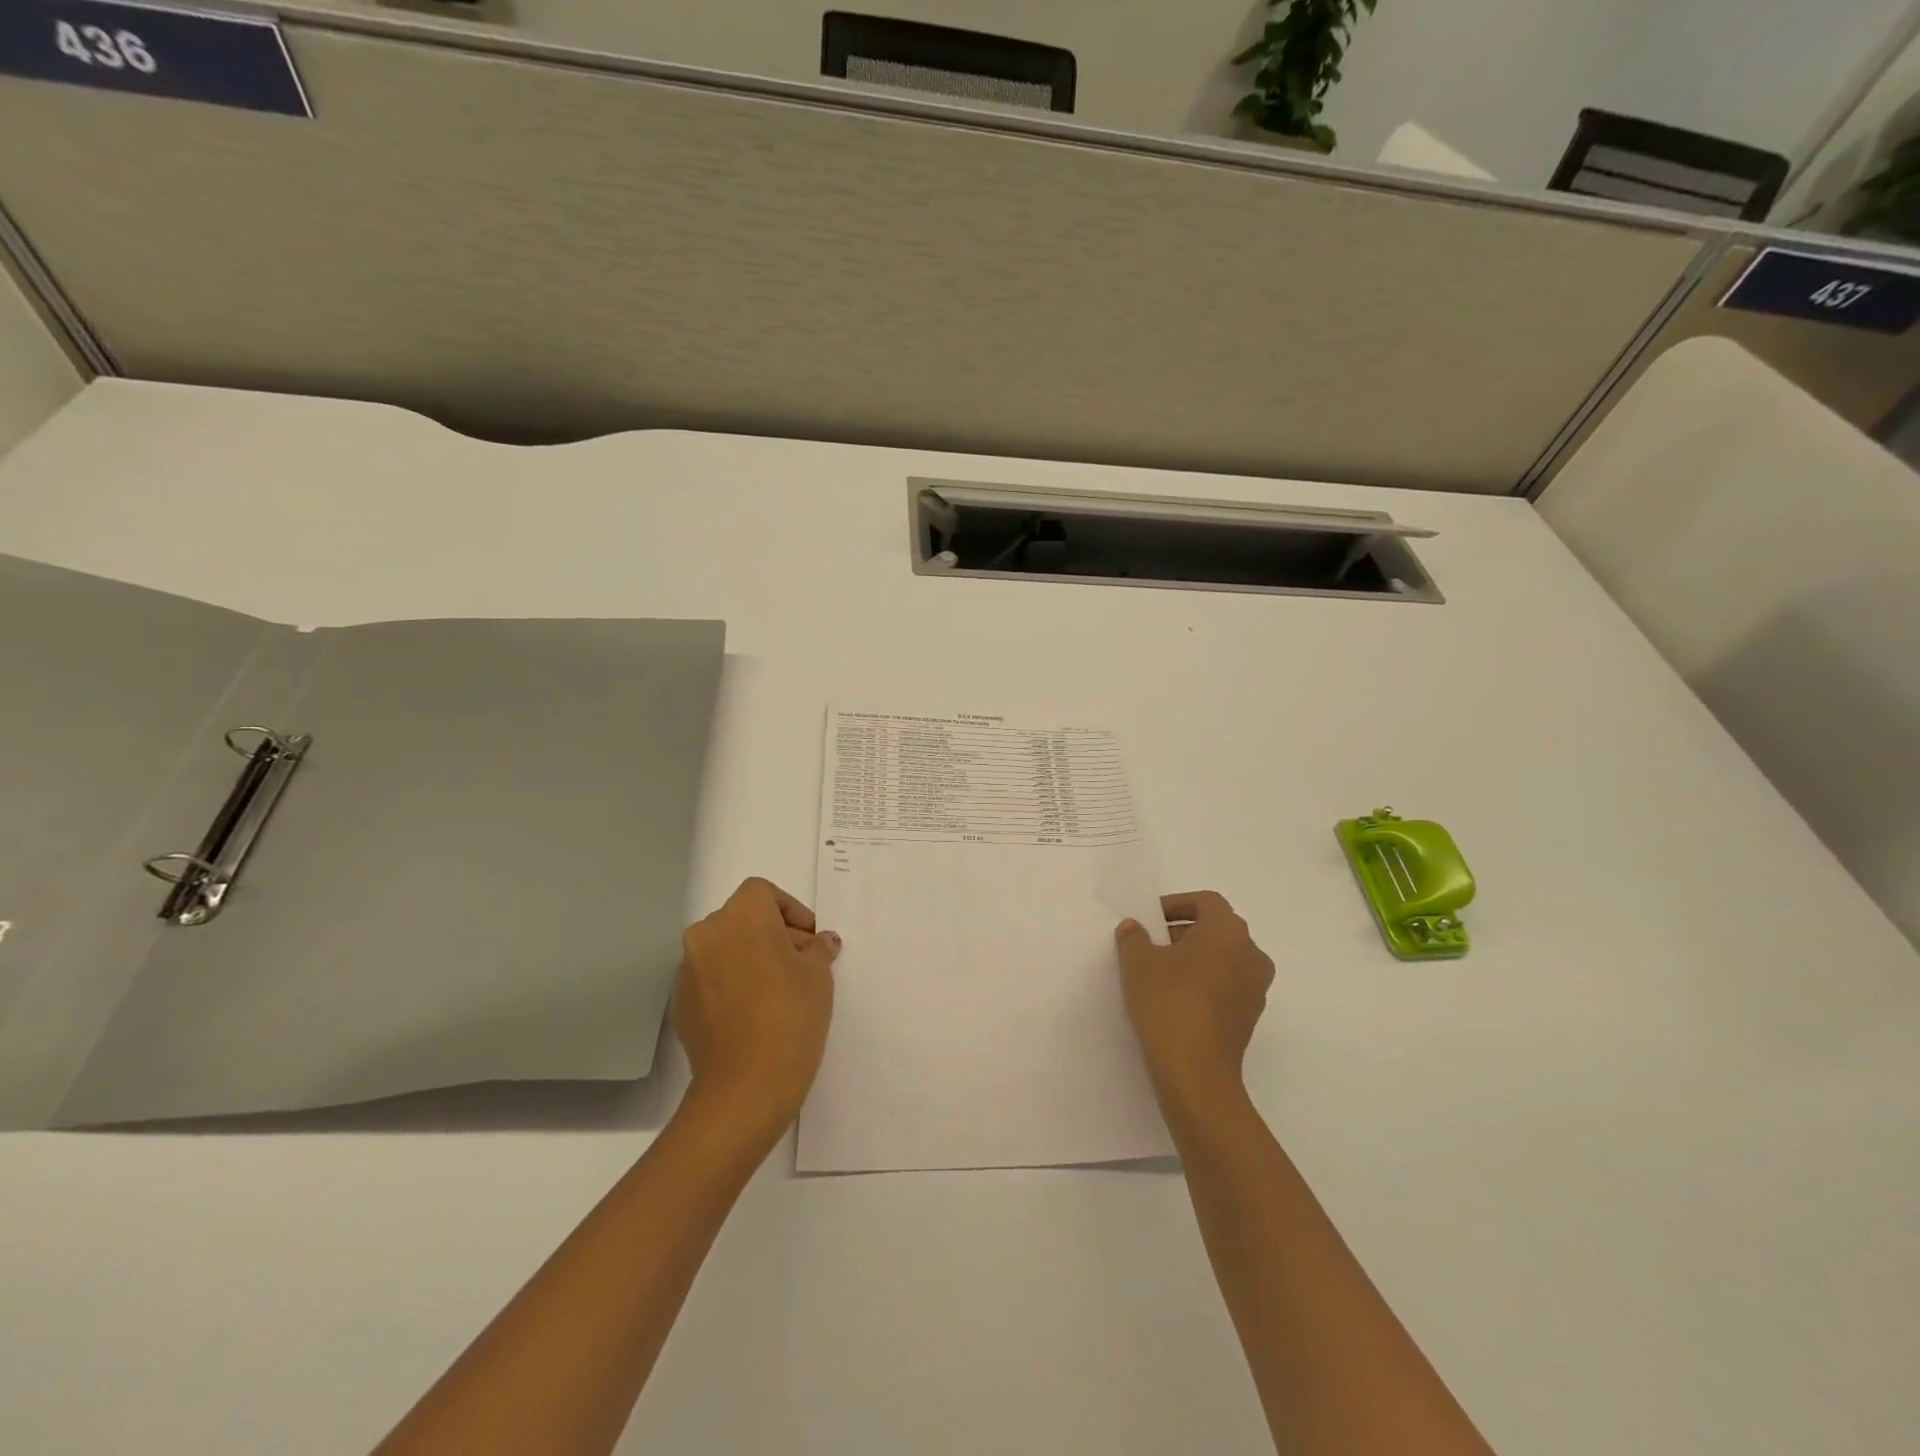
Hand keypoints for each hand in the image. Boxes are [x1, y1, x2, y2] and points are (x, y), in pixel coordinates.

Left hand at [674, 878, 839, 1138]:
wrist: (744, 1088)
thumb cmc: (790, 1017)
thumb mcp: (818, 976)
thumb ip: (819, 949)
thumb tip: (821, 942)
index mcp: (740, 917)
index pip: (763, 892)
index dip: (790, 910)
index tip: (809, 939)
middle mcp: (707, 934)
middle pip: (742, 918)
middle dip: (773, 934)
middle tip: (801, 964)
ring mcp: (688, 970)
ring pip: (725, 948)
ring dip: (751, 958)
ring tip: (779, 990)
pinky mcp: (681, 1003)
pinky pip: (712, 978)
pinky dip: (732, 983)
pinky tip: (755, 1013)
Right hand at [1115, 891, 1273, 1102]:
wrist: (1195, 1071)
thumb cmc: (1168, 1002)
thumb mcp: (1138, 962)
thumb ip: (1134, 937)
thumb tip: (1135, 928)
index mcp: (1228, 931)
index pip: (1206, 901)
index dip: (1176, 904)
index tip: (1150, 919)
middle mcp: (1251, 954)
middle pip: (1217, 929)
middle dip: (1184, 931)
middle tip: (1152, 944)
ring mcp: (1255, 988)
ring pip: (1224, 959)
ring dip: (1195, 958)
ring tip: (1161, 972)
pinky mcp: (1250, 1017)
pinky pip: (1227, 986)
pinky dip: (1205, 983)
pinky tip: (1176, 999)